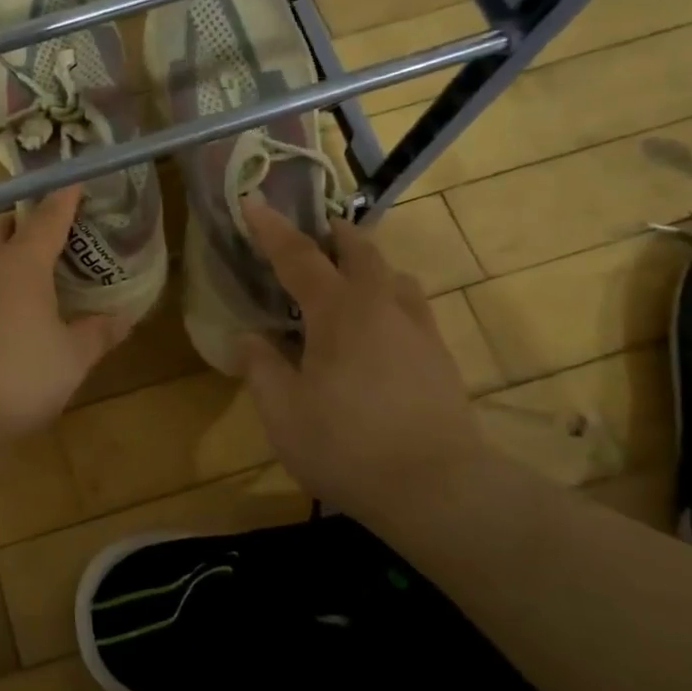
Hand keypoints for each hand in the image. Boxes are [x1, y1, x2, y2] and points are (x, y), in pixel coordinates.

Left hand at [0, 187, 131, 440]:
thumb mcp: (70, 360)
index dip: (63, 201)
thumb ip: (96, 334)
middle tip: (40, 231)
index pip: (47, 220)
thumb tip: (123, 317)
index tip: (74, 184)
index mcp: (22, 264)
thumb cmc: (16, 375)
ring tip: (11, 268)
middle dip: (19, 222)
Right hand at [240, 196, 486, 517]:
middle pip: (360, 251)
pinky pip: (411, 307)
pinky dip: (388, 298)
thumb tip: (252, 337)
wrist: (439, 489)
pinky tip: (378, 328)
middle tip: (312, 231)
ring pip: (394, 276)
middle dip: (333, 233)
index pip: (299, 257)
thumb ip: (261, 368)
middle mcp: (381, 307)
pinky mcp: (440, 358)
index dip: (271, 229)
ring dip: (367, 265)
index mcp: (338, 312)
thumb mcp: (282, 412)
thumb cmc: (346, 446)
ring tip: (346, 279)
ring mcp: (418, 330)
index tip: (252, 201)